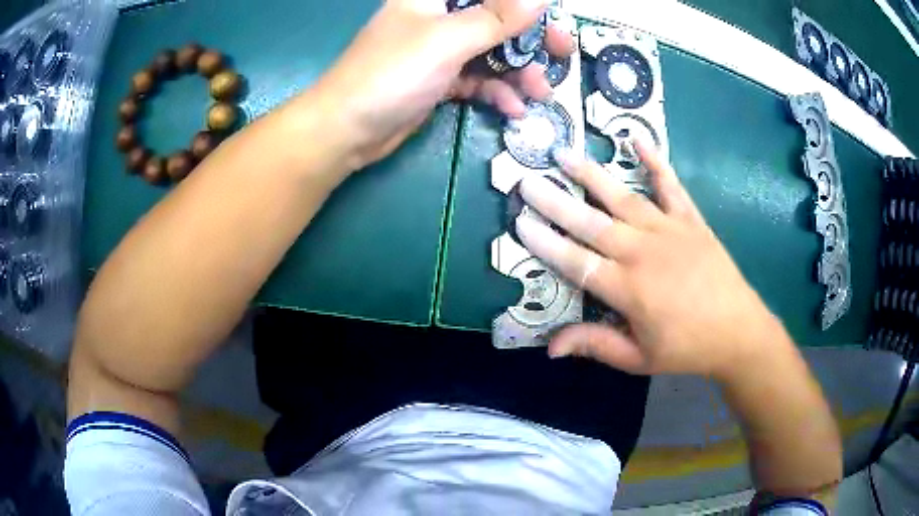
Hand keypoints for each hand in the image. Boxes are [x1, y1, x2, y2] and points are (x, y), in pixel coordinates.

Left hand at [314, 0, 572, 167]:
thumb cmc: (391, 73)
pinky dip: (497, 91)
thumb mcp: (448, 41)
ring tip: (541, 92)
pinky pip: (478, 78)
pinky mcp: (440, 78)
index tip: (552, 17)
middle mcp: (440, 16)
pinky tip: (513, 109)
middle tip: (563, 53)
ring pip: (492, 50)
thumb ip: (498, 18)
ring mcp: (441, 48)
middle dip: (530, 37)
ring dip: (519, 70)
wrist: (346, 130)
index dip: (522, 4)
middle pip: (497, 18)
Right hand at [515, 142, 784, 378]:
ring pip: (623, 198)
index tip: (520, 223)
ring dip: (592, 176)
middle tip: (527, 181)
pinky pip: (671, 187)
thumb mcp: (638, 358)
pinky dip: (656, 162)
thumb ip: (596, 346)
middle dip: (556, 202)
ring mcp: (669, 230)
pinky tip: (637, 140)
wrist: (737, 331)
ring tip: (565, 155)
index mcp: (628, 289)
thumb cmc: (686, 348)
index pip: (576, 262)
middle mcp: (643, 252)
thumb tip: (551, 347)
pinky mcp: (691, 221)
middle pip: (592, 223)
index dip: (546, 243)